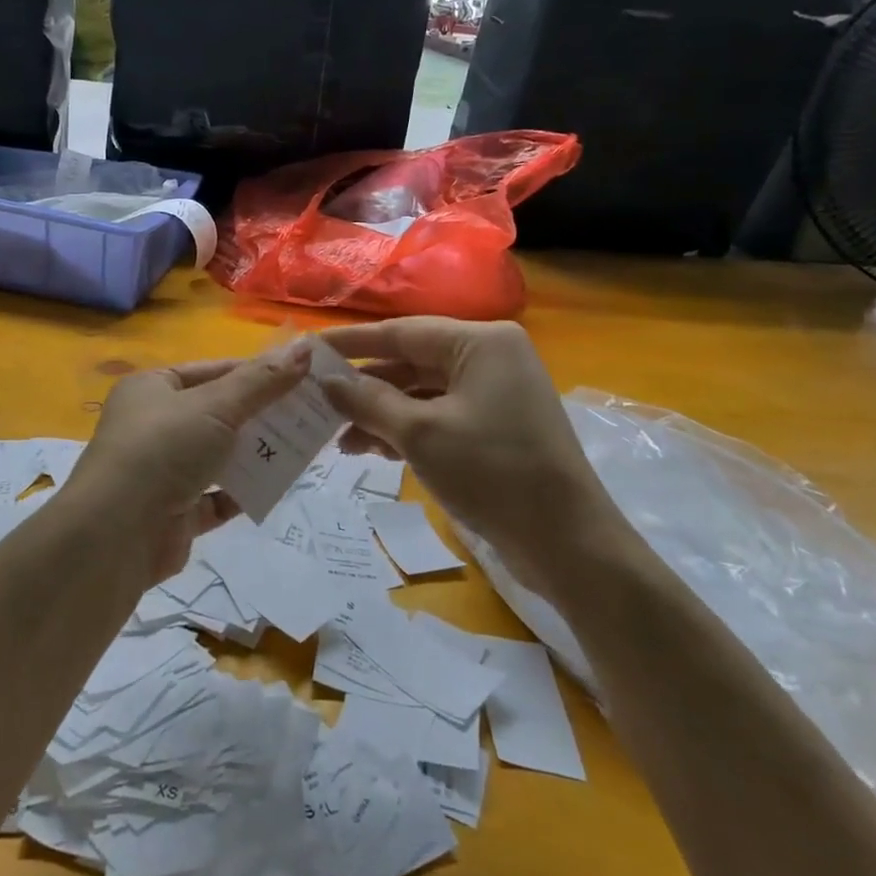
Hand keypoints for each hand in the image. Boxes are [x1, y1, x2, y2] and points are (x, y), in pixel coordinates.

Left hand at [66, 341, 314, 586]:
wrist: (117, 533)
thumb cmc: (164, 449)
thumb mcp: (216, 405)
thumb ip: (262, 381)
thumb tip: (305, 348)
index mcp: (153, 388)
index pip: (212, 371)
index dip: (255, 372)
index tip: (300, 377)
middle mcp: (154, 425)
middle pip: (218, 414)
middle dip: (261, 415)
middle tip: (311, 414)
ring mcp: (162, 471)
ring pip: (219, 456)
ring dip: (255, 454)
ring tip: (303, 449)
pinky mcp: (173, 513)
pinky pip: (216, 497)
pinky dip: (242, 493)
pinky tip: (275, 488)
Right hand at [318, 318, 618, 571]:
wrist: (567, 543)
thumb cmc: (492, 472)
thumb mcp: (420, 433)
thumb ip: (368, 401)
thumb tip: (326, 381)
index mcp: (480, 342)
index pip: (402, 332)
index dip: (351, 343)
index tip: (308, 351)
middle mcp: (490, 357)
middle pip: (411, 362)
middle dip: (365, 386)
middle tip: (317, 402)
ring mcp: (496, 392)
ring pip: (423, 392)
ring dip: (382, 413)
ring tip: (341, 440)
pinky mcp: (496, 425)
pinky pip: (440, 415)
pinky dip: (407, 429)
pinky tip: (374, 450)